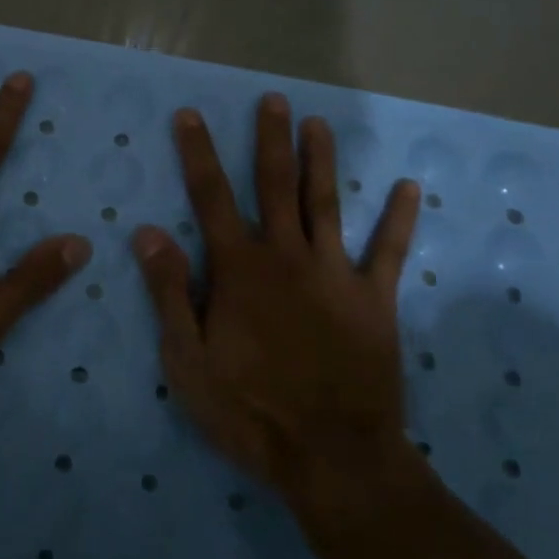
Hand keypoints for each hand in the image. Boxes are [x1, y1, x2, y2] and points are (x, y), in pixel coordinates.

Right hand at [131, 92, 422, 503]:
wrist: (332, 457)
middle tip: (273, 100)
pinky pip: (389, 252)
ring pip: (325, 204)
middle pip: (275, 185)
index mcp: (239, 269)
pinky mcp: (374, 300)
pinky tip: (410, 188)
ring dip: (322, 161)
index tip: (191, 115)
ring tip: (318, 124)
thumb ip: (169, 291)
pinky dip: (399, 220)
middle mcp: (287, 257)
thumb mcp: (188, 360)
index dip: (198, 153)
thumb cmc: (249, 410)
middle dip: (271, 140)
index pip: (211, 197)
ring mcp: (335, 274)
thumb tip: (148, 231)